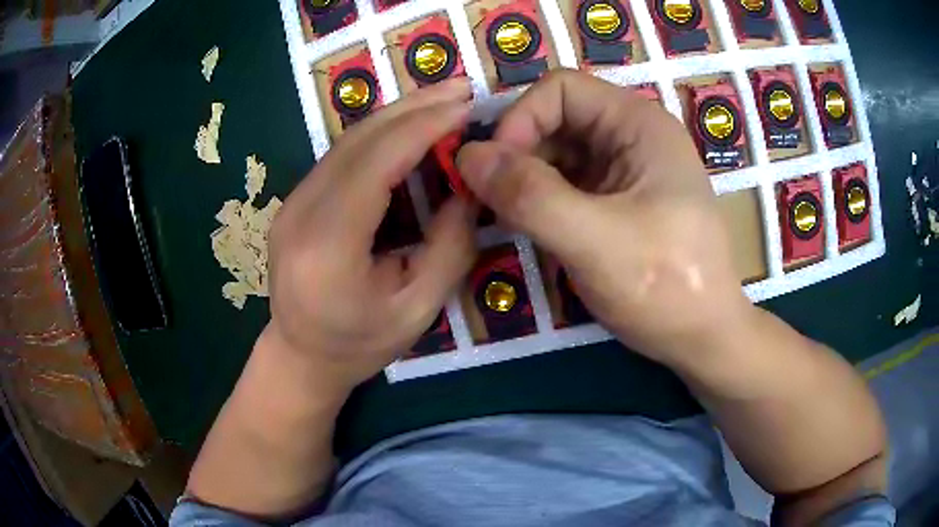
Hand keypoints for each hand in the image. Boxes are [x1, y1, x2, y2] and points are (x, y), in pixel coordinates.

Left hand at [266, 78, 476, 390]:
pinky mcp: (295, 200)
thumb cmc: (361, 343)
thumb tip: (469, 188)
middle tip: (461, 87)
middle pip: (358, 140)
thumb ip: (449, 246)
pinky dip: (380, 134)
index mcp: (327, 246)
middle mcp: (300, 212)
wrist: (301, 356)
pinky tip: (410, 125)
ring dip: (398, 114)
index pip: (375, 164)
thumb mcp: (419, 308)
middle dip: (414, 107)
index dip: (423, 127)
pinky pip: (341, 155)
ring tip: (442, 99)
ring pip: (347, 140)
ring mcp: (291, 202)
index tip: (466, 106)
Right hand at [457, 70, 751, 363]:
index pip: (561, 89)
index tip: (496, 172)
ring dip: (526, 180)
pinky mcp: (620, 201)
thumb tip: (466, 156)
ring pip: (558, 153)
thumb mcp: (595, 242)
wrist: (705, 338)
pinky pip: (569, 184)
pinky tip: (532, 229)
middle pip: (556, 119)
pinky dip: (542, 200)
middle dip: (518, 153)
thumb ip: (529, 195)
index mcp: (638, 124)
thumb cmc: (666, 288)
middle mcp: (633, 135)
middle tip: (494, 202)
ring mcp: (627, 169)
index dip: (520, 119)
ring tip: (510, 220)